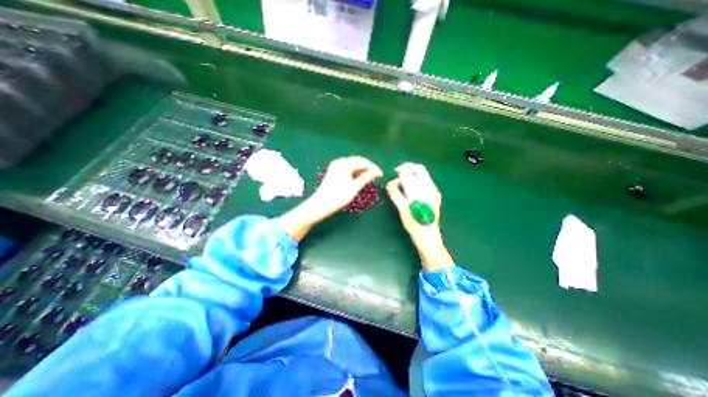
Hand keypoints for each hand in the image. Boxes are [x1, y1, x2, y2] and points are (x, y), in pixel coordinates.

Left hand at [281, 157, 383, 240]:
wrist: (321, 204)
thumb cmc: (338, 197)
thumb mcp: (354, 188)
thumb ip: (366, 178)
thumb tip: (376, 172)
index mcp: (345, 164)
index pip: (363, 162)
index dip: (373, 168)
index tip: (381, 174)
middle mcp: (340, 162)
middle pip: (358, 161)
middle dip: (368, 168)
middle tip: (376, 176)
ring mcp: (336, 166)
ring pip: (353, 164)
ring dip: (362, 170)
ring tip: (369, 178)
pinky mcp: (334, 171)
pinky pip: (348, 168)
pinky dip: (355, 172)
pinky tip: (359, 178)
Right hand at [387, 163, 452, 270]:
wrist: (428, 239)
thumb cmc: (416, 225)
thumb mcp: (404, 210)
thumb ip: (396, 196)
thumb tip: (389, 185)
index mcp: (427, 190)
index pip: (418, 169)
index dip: (405, 168)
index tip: (395, 172)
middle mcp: (432, 189)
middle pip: (419, 171)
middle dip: (406, 172)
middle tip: (396, 179)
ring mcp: (433, 194)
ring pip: (420, 178)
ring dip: (408, 179)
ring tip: (398, 188)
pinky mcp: (431, 198)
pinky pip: (421, 185)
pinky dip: (412, 185)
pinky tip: (406, 193)